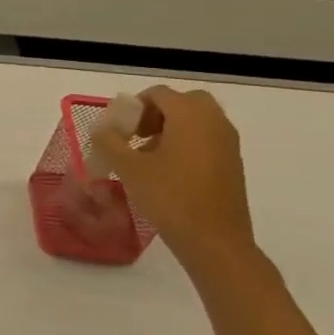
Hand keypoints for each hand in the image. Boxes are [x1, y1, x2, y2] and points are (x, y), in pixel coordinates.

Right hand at [94, 86, 256, 262]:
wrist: (214, 241)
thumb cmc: (169, 197)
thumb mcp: (128, 167)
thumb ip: (109, 141)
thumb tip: (101, 127)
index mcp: (190, 116)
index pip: (159, 94)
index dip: (133, 106)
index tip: (119, 130)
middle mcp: (214, 122)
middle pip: (184, 102)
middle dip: (157, 112)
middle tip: (137, 135)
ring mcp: (228, 143)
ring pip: (197, 120)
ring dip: (171, 128)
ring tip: (147, 156)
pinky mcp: (232, 164)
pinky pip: (207, 139)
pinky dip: (186, 143)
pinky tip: (167, 172)